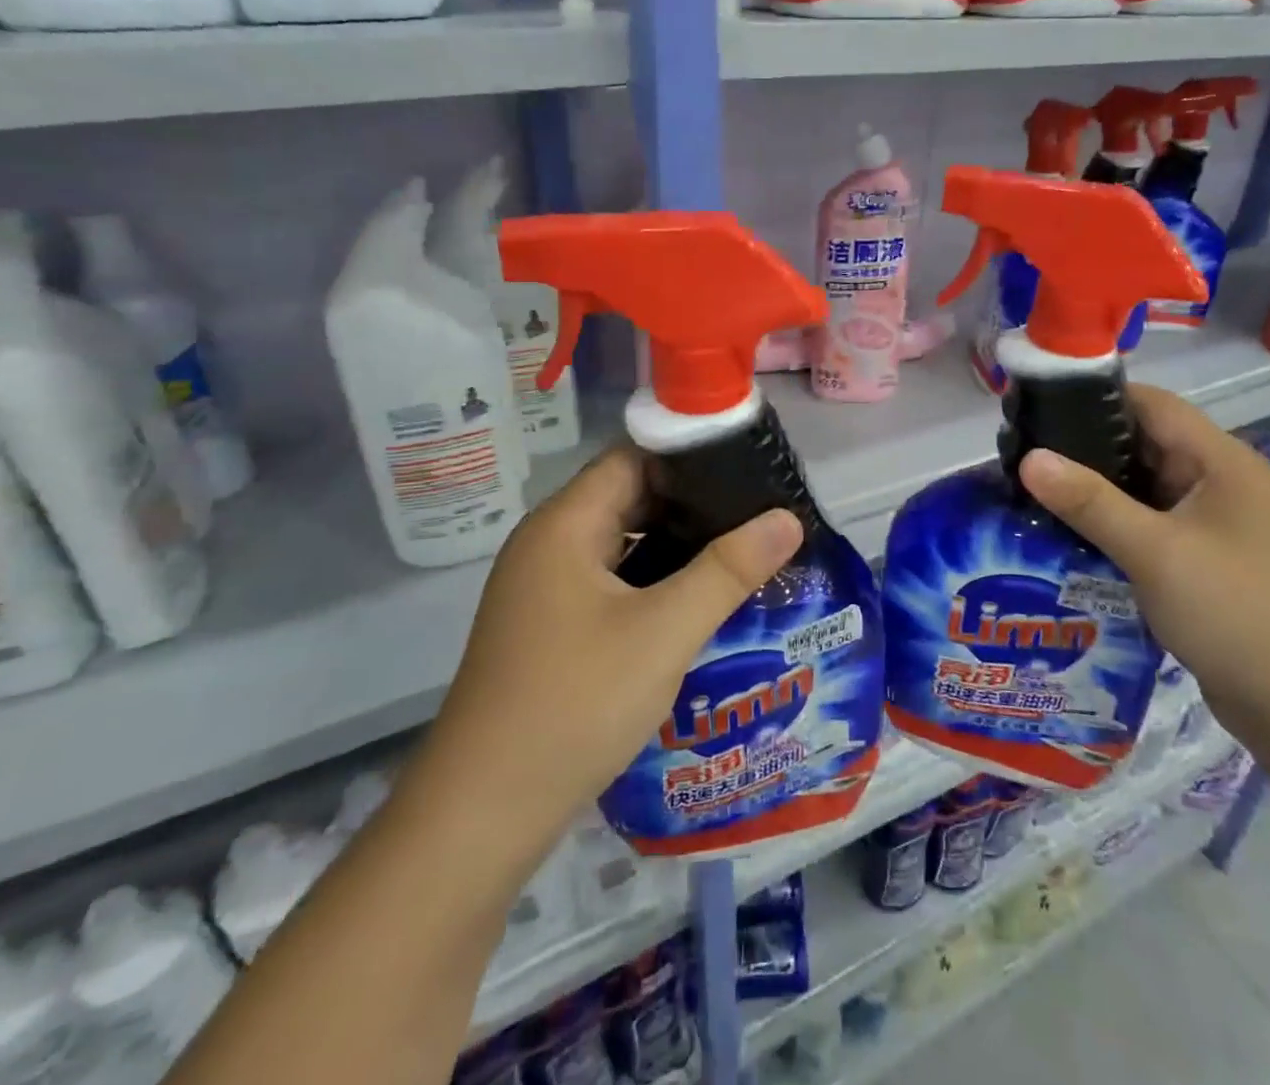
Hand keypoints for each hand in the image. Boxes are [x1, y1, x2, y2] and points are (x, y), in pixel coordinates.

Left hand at [424, 447, 801, 834]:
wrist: (483, 813)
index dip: (691, 456)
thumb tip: (787, 518)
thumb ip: (729, 570)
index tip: (748, 468)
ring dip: (677, 544)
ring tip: (742, 549)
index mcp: (565, 524)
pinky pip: (612, 581)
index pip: (634, 457)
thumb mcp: (664, 632)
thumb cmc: (576, 703)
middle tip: (759, 511)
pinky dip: (654, 580)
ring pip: (622, 543)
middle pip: (629, 497)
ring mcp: (545, 588)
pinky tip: (697, 599)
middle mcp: (549, 543)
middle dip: (693, 502)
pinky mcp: (551, 626)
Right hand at [1019, 383, 1269, 754]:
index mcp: (1221, 463)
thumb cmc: (1236, 612)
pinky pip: (1150, 526)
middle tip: (1022, 454)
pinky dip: (1112, 525)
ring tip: (1033, 492)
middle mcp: (1221, 484)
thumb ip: (1089, 501)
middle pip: (1145, 444)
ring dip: (1096, 490)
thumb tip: (1028, 457)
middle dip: (1085, 446)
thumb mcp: (1155, 551)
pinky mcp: (1206, 562)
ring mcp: (1215, 525)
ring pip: (1144, 489)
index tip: (1037, 405)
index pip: (1152, 404)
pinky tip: (1069, 536)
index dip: (1095, 397)